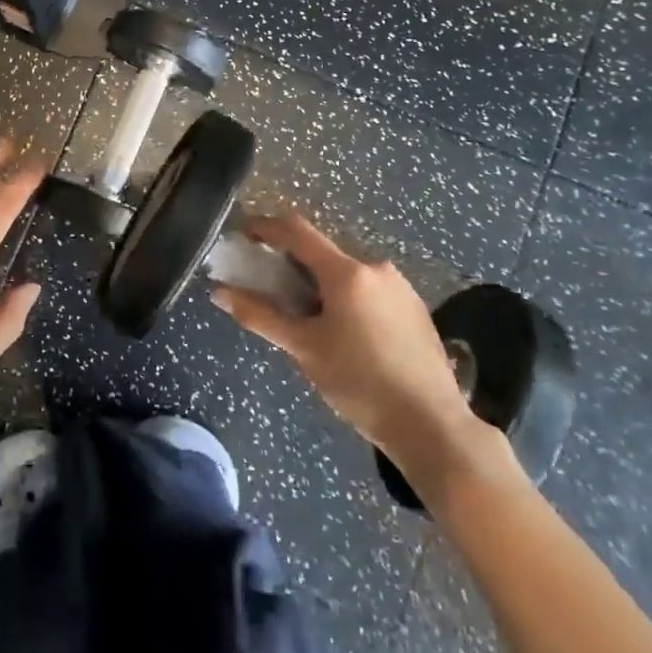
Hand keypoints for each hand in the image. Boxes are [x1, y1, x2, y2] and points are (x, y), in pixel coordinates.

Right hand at [212, 214, 517, 491]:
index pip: (297, 231)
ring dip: (321, 284)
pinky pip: (370, 289)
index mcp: (347, 273)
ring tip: (308, 320)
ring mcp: (400, 286)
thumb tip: (219, 293)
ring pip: (347, 273)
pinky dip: (347, 298)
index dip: (266, 227)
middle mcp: (375, 267)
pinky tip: (345, 334)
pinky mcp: (415, 306)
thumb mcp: (305, 350)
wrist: (431, 425)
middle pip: (323, 253)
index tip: (244, 235)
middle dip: (293, 264)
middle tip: (272, 291)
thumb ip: (260, 316)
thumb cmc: (360, 384)